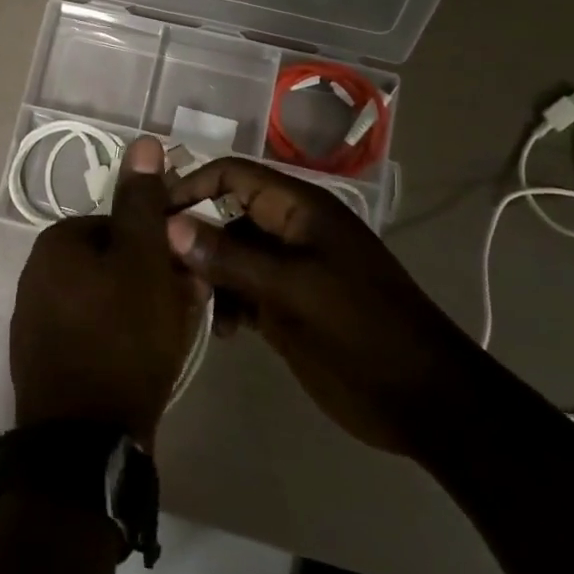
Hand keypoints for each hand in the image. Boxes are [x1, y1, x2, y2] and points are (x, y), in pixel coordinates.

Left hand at [11, 136, 208, 448]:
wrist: (85, 444)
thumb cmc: (121, 338)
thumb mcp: (143, 259)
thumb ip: (143, 202)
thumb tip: (143, 140)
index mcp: (57, 243)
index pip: (125, 226)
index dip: (163, 248)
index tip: (188, 275)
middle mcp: (38, 273)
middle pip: (117, 263)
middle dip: (156, 281)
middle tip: (186, 310)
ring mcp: (38, 319)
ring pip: (109, 299)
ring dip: (144, 310)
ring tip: (168, 341)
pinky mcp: (47, 359)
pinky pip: (96, 333)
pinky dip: (122, 339)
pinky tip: (142, 363)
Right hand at [165, 159, 485, 458]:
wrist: (422, 398)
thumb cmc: (361, 328)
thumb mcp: (293, 288)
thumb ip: (229, 256)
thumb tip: (168, 226)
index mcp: (299, 209)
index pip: (233, 175)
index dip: (192, 186)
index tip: (151, 214)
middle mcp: (290, 230)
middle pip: (226, 215)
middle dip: (193, 237)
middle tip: (160, 269)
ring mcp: (289, 270)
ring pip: (230, 256)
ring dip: (208, 276)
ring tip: (194, 307)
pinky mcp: (287, 305)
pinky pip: (243, 290)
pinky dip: (227, 304)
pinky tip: (223, 333)